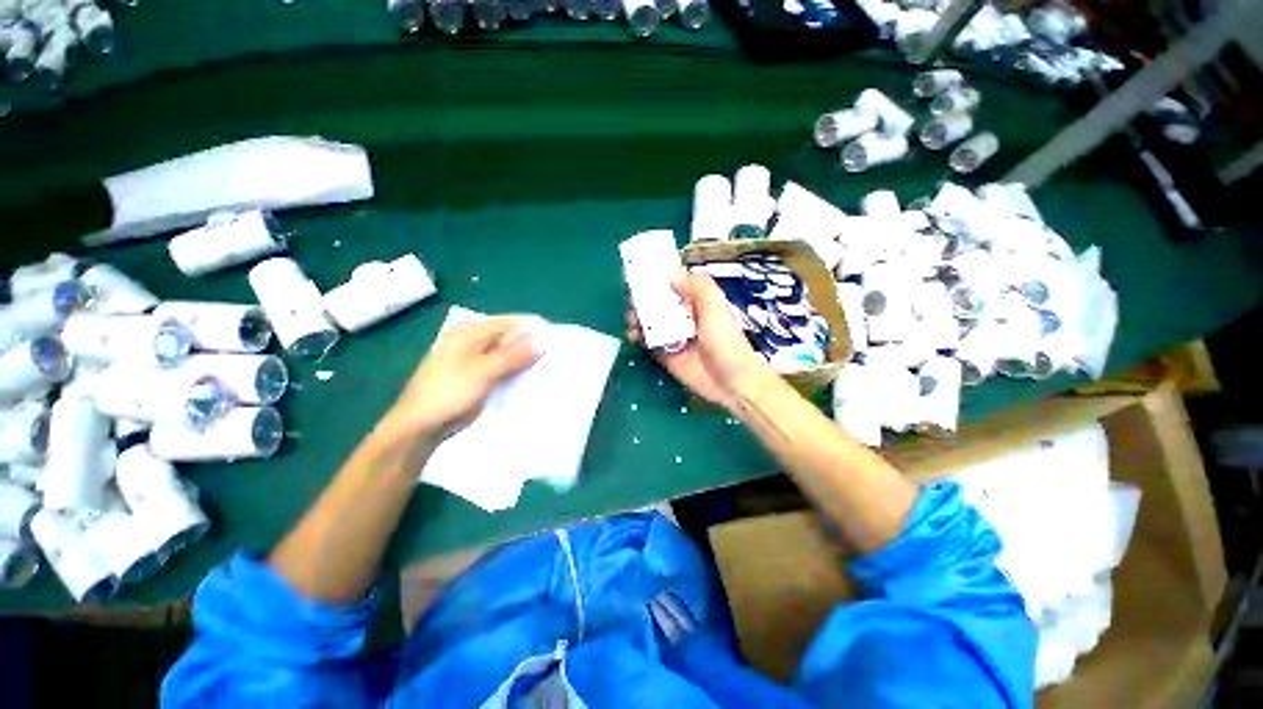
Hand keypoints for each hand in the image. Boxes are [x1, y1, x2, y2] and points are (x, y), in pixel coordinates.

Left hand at [385, 316, 541, 442]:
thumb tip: (543, 338)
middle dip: (531, 344)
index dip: (533, 328)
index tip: (558, 339)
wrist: (419, 427)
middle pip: (510, 336)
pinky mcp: (478, 375)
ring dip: (525, 359)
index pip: (510, 322)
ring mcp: (475, 358)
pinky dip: (516, 370)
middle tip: (556, 355)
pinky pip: (503, 367)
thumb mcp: (483, 372)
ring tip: (550, 366)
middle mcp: (473, 340)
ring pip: (508, 353)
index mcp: (469, 332)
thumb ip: (513, 355)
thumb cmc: (447, 394)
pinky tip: (531, 377)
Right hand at [626, 271, 768, 409]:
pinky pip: (647, 341)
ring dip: (637, 316)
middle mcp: (683, 316)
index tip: (642, 271)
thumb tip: (671, 273)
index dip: (658, 277)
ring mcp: (672, 335)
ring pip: (649, 320)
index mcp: (697, 301)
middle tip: (633, 299)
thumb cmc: (725, 340)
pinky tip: (634, 334)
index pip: (674, 283)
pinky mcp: (664, 353)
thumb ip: (697, 287)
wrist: (730, 381)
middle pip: (657, 301)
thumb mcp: (715, 307)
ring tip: (632, 318)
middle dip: (643, 297)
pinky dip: (637, 336)